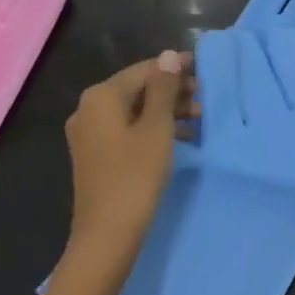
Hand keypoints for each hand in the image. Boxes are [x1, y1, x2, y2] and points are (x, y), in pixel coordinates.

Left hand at [62, 52, 191, 281]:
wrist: (106, 238)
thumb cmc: (134, 177)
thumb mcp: (157, 129)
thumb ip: (163, 89)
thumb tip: (169, 55)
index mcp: (100, 97)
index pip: (144, 70)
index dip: (175, 68)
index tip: (204, 69)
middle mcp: (89, 110)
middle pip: (137, 89)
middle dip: (172, 91)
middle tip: (205, 97)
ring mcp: (90, 135)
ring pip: (134, 111)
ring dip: (166, 111)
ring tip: (200, 118)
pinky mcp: (96, 156)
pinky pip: (128, 130)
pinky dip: (153, 129)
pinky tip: (181, 138)